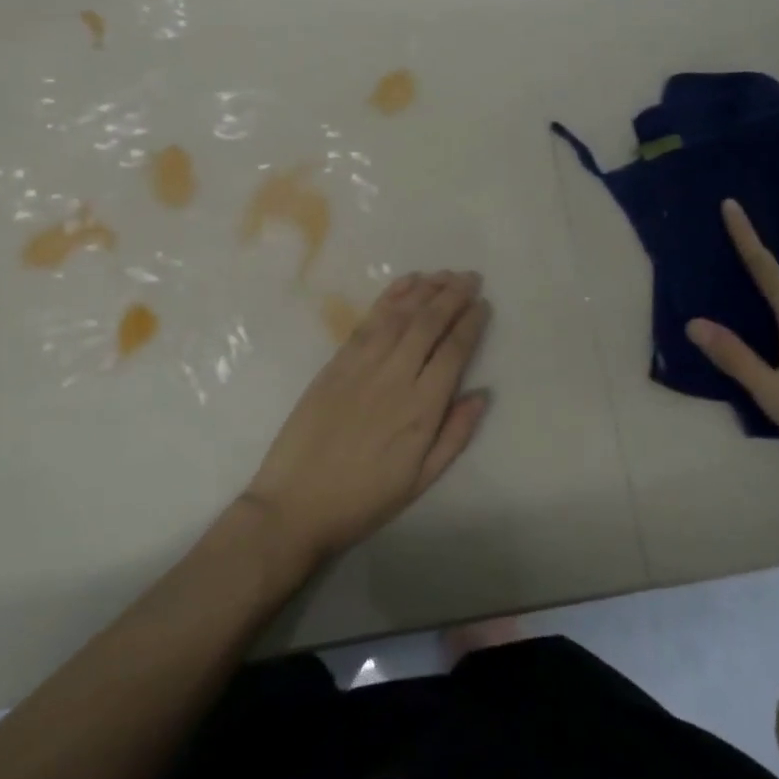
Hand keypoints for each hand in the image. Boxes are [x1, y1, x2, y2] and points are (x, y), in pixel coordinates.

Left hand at [244, 270, 491, 566]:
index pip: (453, 351)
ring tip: (445, 274)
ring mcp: (363, 365)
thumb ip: (455, 435)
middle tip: (470, 277)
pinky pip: (369, 320)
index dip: (470, 324)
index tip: (483, 304)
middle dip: (453, 296)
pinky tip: (406, 284)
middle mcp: (395, 376)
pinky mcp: (337, 362)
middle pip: (429, 324)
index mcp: (421, 408)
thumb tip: (482, 394)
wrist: (295, 504)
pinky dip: (390, 297)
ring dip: (425, 290)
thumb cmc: (364, 499)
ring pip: (400, 315)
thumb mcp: (420, 480)